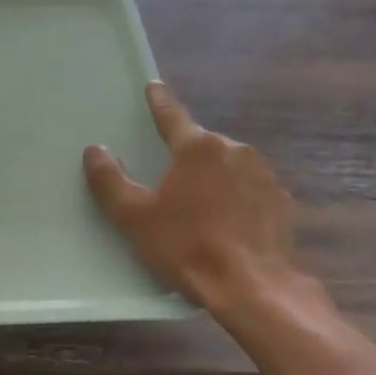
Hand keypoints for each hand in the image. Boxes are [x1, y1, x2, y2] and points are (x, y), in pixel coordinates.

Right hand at [83, 83, 304, 316]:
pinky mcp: (281, 202)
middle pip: (201, 144)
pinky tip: (224, 222)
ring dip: (211, 176)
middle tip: (168, 176)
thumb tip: (94, 150)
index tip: (153, 87)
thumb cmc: (186, 247)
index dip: (159, 102)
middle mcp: (235, 151)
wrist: (252, 287)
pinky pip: (248, 190)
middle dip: (185, 153)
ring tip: (196, 205)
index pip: (172, 116)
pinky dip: (234, 197)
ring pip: (227, 166)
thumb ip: (110, 180)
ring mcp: (264, 176)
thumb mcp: (134, 216)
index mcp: (198, 148)